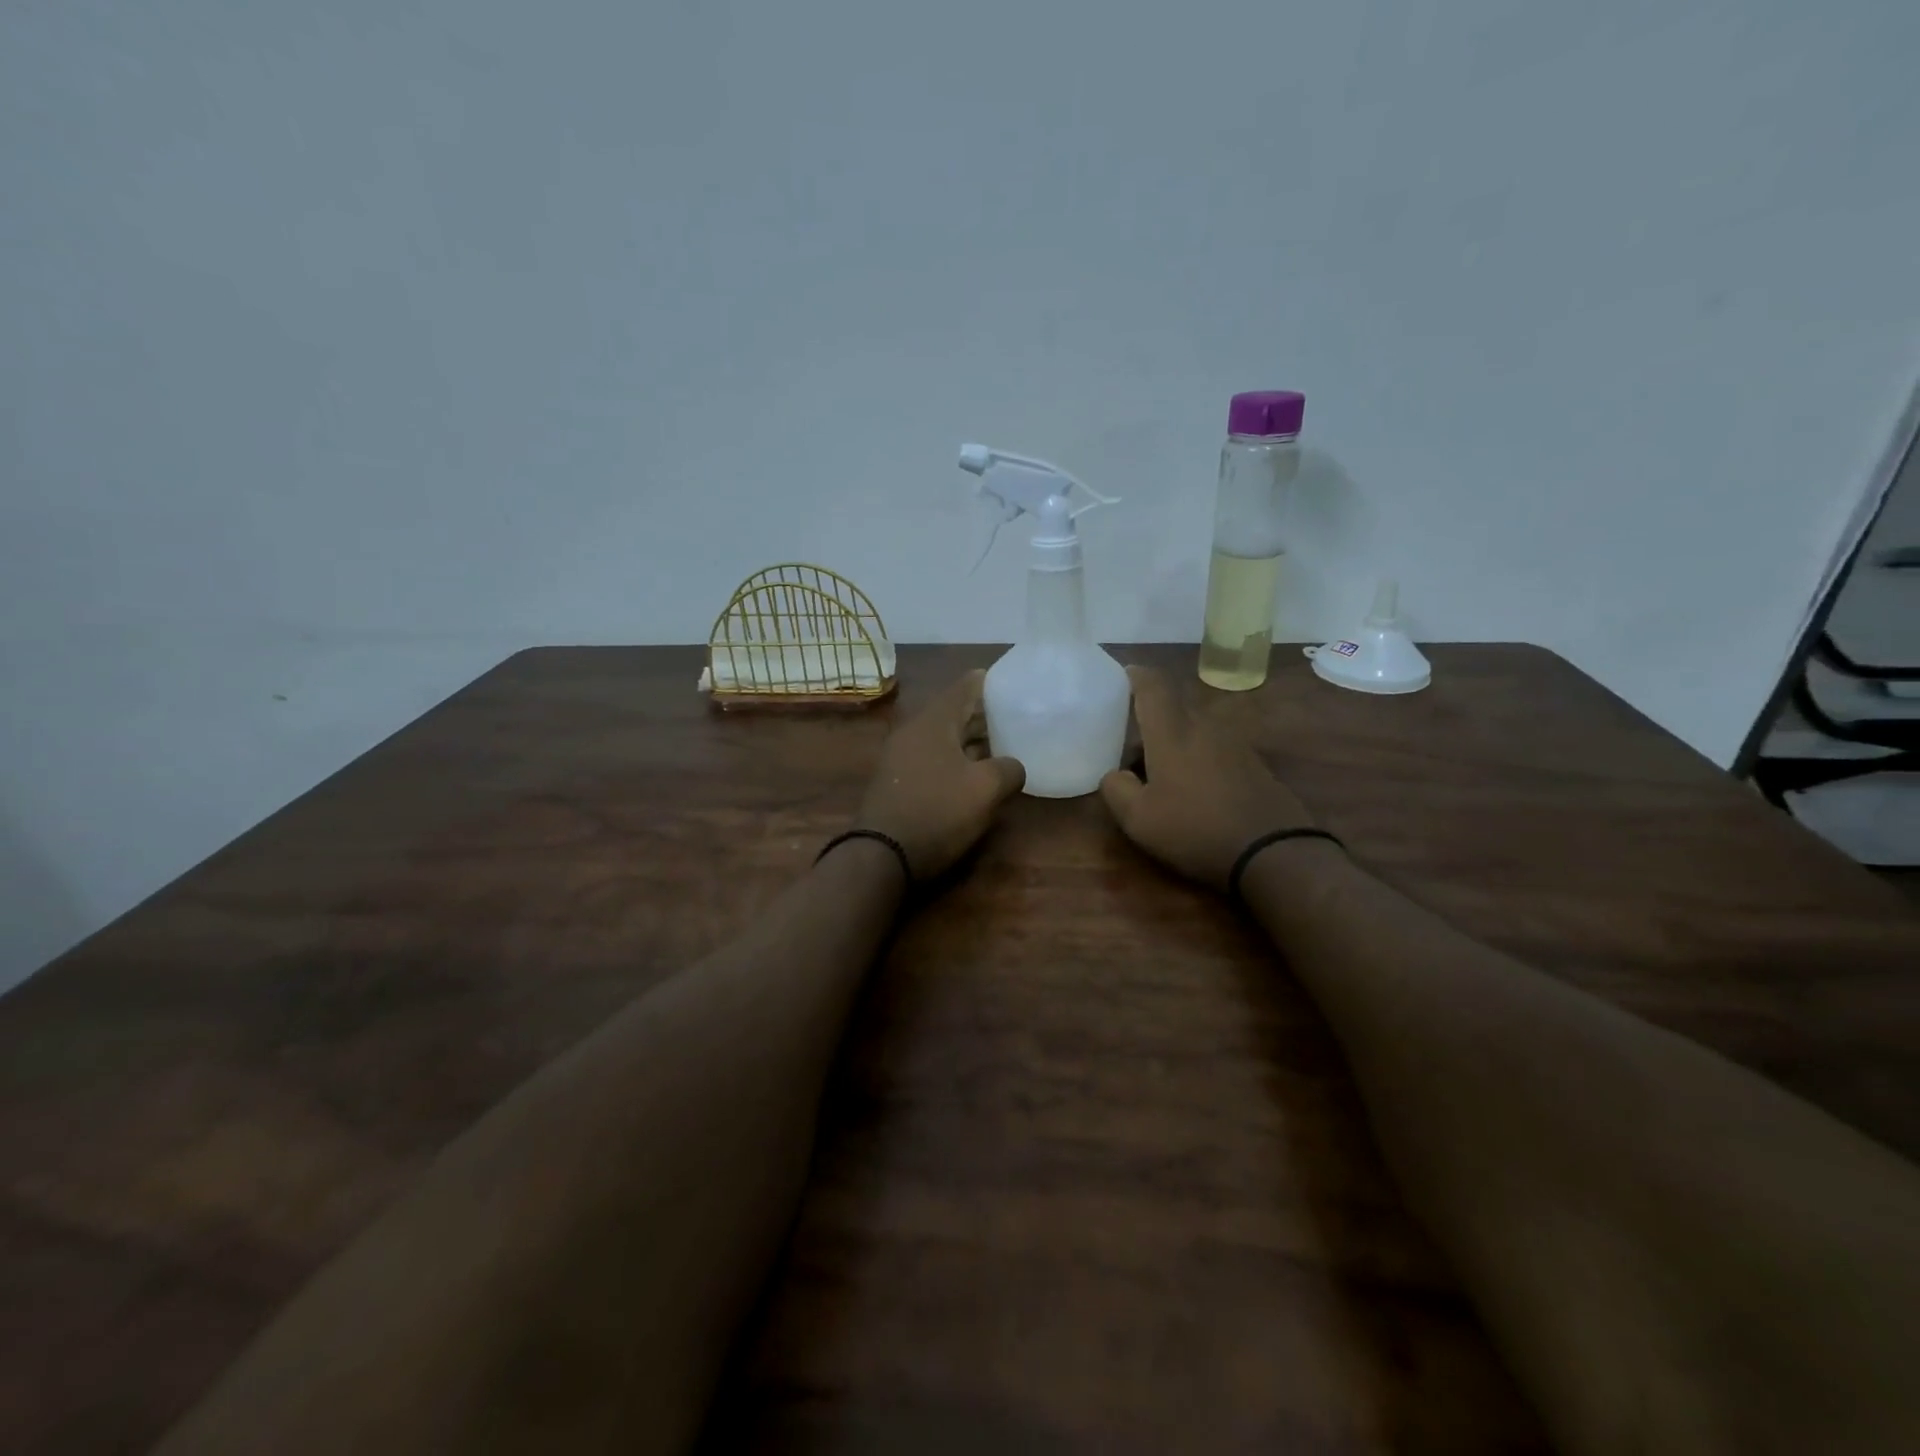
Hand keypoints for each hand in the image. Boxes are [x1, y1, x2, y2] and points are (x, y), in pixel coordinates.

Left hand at [855, 670, 1025, 880]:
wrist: (882, 855)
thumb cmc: (938, 811)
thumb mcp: (985, 789)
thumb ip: (1008, 769)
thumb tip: (1013, 767)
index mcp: (934, 721)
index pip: (965, 686)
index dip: (990, 682)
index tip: (1012, 682)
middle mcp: (914, 731)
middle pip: (954, 712)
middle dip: (983, 714)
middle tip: (1014, 716)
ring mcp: (901, 757)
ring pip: (943, 738)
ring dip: (970, 741)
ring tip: (1001, 745)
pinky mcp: (897, 781)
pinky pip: (933, 759)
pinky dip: (955, 759)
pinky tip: (973, 774)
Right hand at [1100, 665, 1318, 891]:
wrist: (1274, 852)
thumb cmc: (1196, 829)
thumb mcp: (1139, 819)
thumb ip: (1116, 789)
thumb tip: (1114, 774)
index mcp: (1172, 732)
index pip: (1153, 685)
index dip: (1135, 675)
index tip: (1121, 677)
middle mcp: (1205, 727)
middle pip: (1173, 708)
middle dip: (1149, 720)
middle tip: (1129, 747)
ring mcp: (1235, 744)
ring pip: (1194, 730)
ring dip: (1173, 743)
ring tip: (1159, 775)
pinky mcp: (1254, 764)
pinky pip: (1214, 748)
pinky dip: (1197, 759)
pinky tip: (1193, 791)